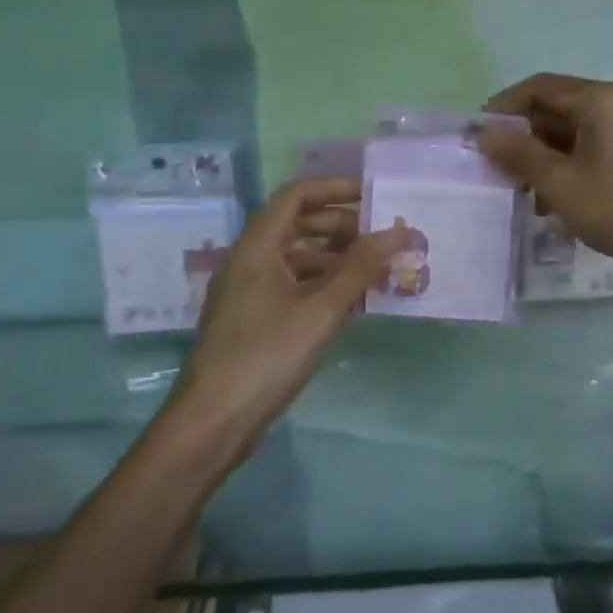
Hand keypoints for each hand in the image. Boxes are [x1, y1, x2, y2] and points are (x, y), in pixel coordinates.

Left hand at [172, 178, 408, 440]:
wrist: (213, 422)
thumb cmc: (266, 355)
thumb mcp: (320, 308)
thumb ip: (360, 267)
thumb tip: (400, 232)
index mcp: (257, 246)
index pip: (297, 196)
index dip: (335, 190)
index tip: (373, 197)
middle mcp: (250, 261)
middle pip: (299, 226)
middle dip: (342, 227)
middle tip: (381, 240)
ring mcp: (250, 292)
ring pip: (299, 259)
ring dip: (337, 260)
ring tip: (377, 272)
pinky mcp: (255, 320)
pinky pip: (294, 287)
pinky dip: (324, 287)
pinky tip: (354, 304)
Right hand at [478, 73, 612, 277]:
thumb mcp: (560, 182)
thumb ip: (519, 153)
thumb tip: (485, 133)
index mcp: (601, 99)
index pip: (539, 87)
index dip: (504, 106)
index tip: (477, 133)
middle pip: (558, 107)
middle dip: (524, 135)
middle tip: (497, 166)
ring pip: (576, 132)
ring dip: (545, 155)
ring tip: (523, 191)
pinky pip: (595, 148)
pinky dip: (570, 166)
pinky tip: (555, 200)